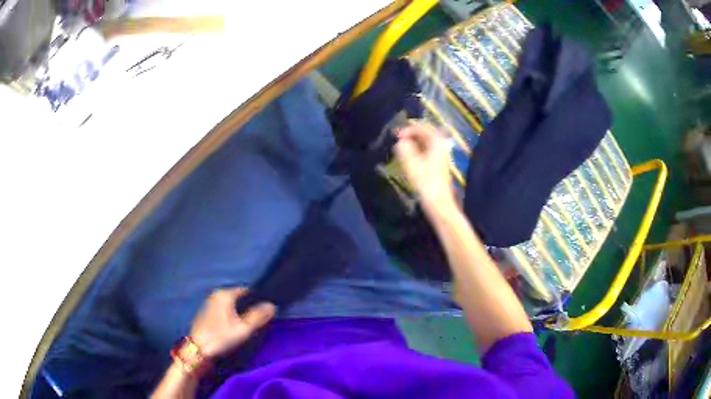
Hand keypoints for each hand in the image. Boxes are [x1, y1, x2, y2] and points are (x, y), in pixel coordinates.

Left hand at [190, 287, 275, 357]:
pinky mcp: (207, 313)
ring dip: (240, 312)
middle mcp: (216, 295)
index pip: (247, 291)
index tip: (267, 310)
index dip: (258, 299)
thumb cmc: (221, 337)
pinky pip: (224, 310)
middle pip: (239, 297)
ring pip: (231, 304)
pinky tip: (236, 326)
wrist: (198, 349)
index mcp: (225, 294)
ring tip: (250, 324)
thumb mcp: (243, 329)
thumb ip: (258, 316)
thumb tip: (272, 305)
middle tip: (260, 319)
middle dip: (250, 306)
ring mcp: (210, 303)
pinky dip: (232, 315)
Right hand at [395, 123, 456, 214]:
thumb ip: (404, 148)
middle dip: (411, 134)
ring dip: (413, 142)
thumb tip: (400, 142)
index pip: (421, 127)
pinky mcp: (439, 164)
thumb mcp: (411, 163)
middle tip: (397, 139)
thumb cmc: (425, 182)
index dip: (407, 129)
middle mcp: (441, 145)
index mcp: (436, 141)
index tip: (395, 136)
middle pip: (425, 133)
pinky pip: (427, 150)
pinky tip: (408, 157)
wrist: (438, 202)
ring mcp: (441, 155)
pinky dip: (417, 150)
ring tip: (401, 147)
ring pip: (426, 142)